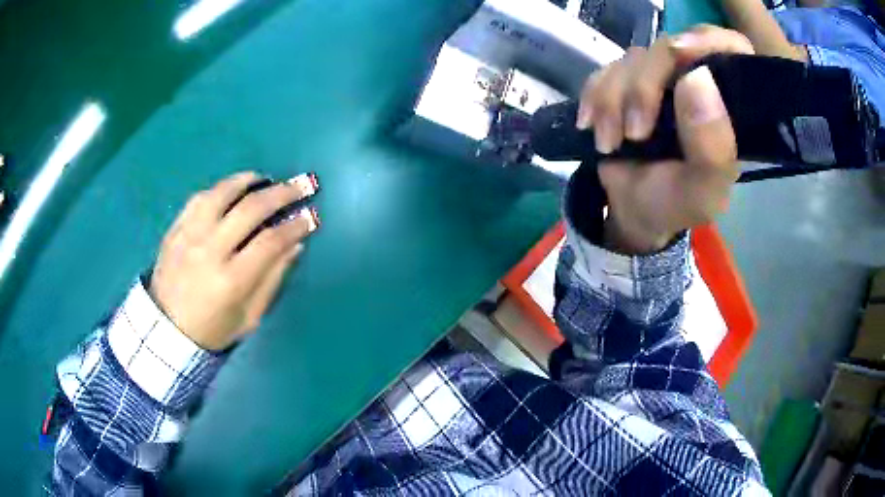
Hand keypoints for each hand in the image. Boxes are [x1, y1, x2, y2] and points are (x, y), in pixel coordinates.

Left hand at [150, 172, 318, 350]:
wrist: (166, 331)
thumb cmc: (213, 330)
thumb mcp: (250, 317)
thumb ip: (272, 279)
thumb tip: (295, 244)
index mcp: (231, 281)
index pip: (270, 241)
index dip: (296, 225)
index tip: (311, 216)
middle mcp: (209, 251)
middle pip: (250, 209)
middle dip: (282, 193)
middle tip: (301, 185)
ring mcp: (189, 236)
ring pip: (222, 194)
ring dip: (248, 181)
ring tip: (266, 179)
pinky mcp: (175, 229)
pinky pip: (199, 198)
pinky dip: (220, 189)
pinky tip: (233, 188)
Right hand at [576, 27, 753, 253]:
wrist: (632, 209)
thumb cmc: (675, 203)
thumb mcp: (701, 191)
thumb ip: (711, 148)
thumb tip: (697, 79)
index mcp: (729, 104)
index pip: (729, 48)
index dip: (705, 42)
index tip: (681, 54)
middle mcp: (698, 81)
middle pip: (670, 49)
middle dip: (643, 89)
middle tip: (633, 133)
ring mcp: (661, 77)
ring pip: (634, 60)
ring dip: (612, 100)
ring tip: (609, 142)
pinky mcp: (628, 79)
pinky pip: (606, 69)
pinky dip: (595, 97)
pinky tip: (592, 125)